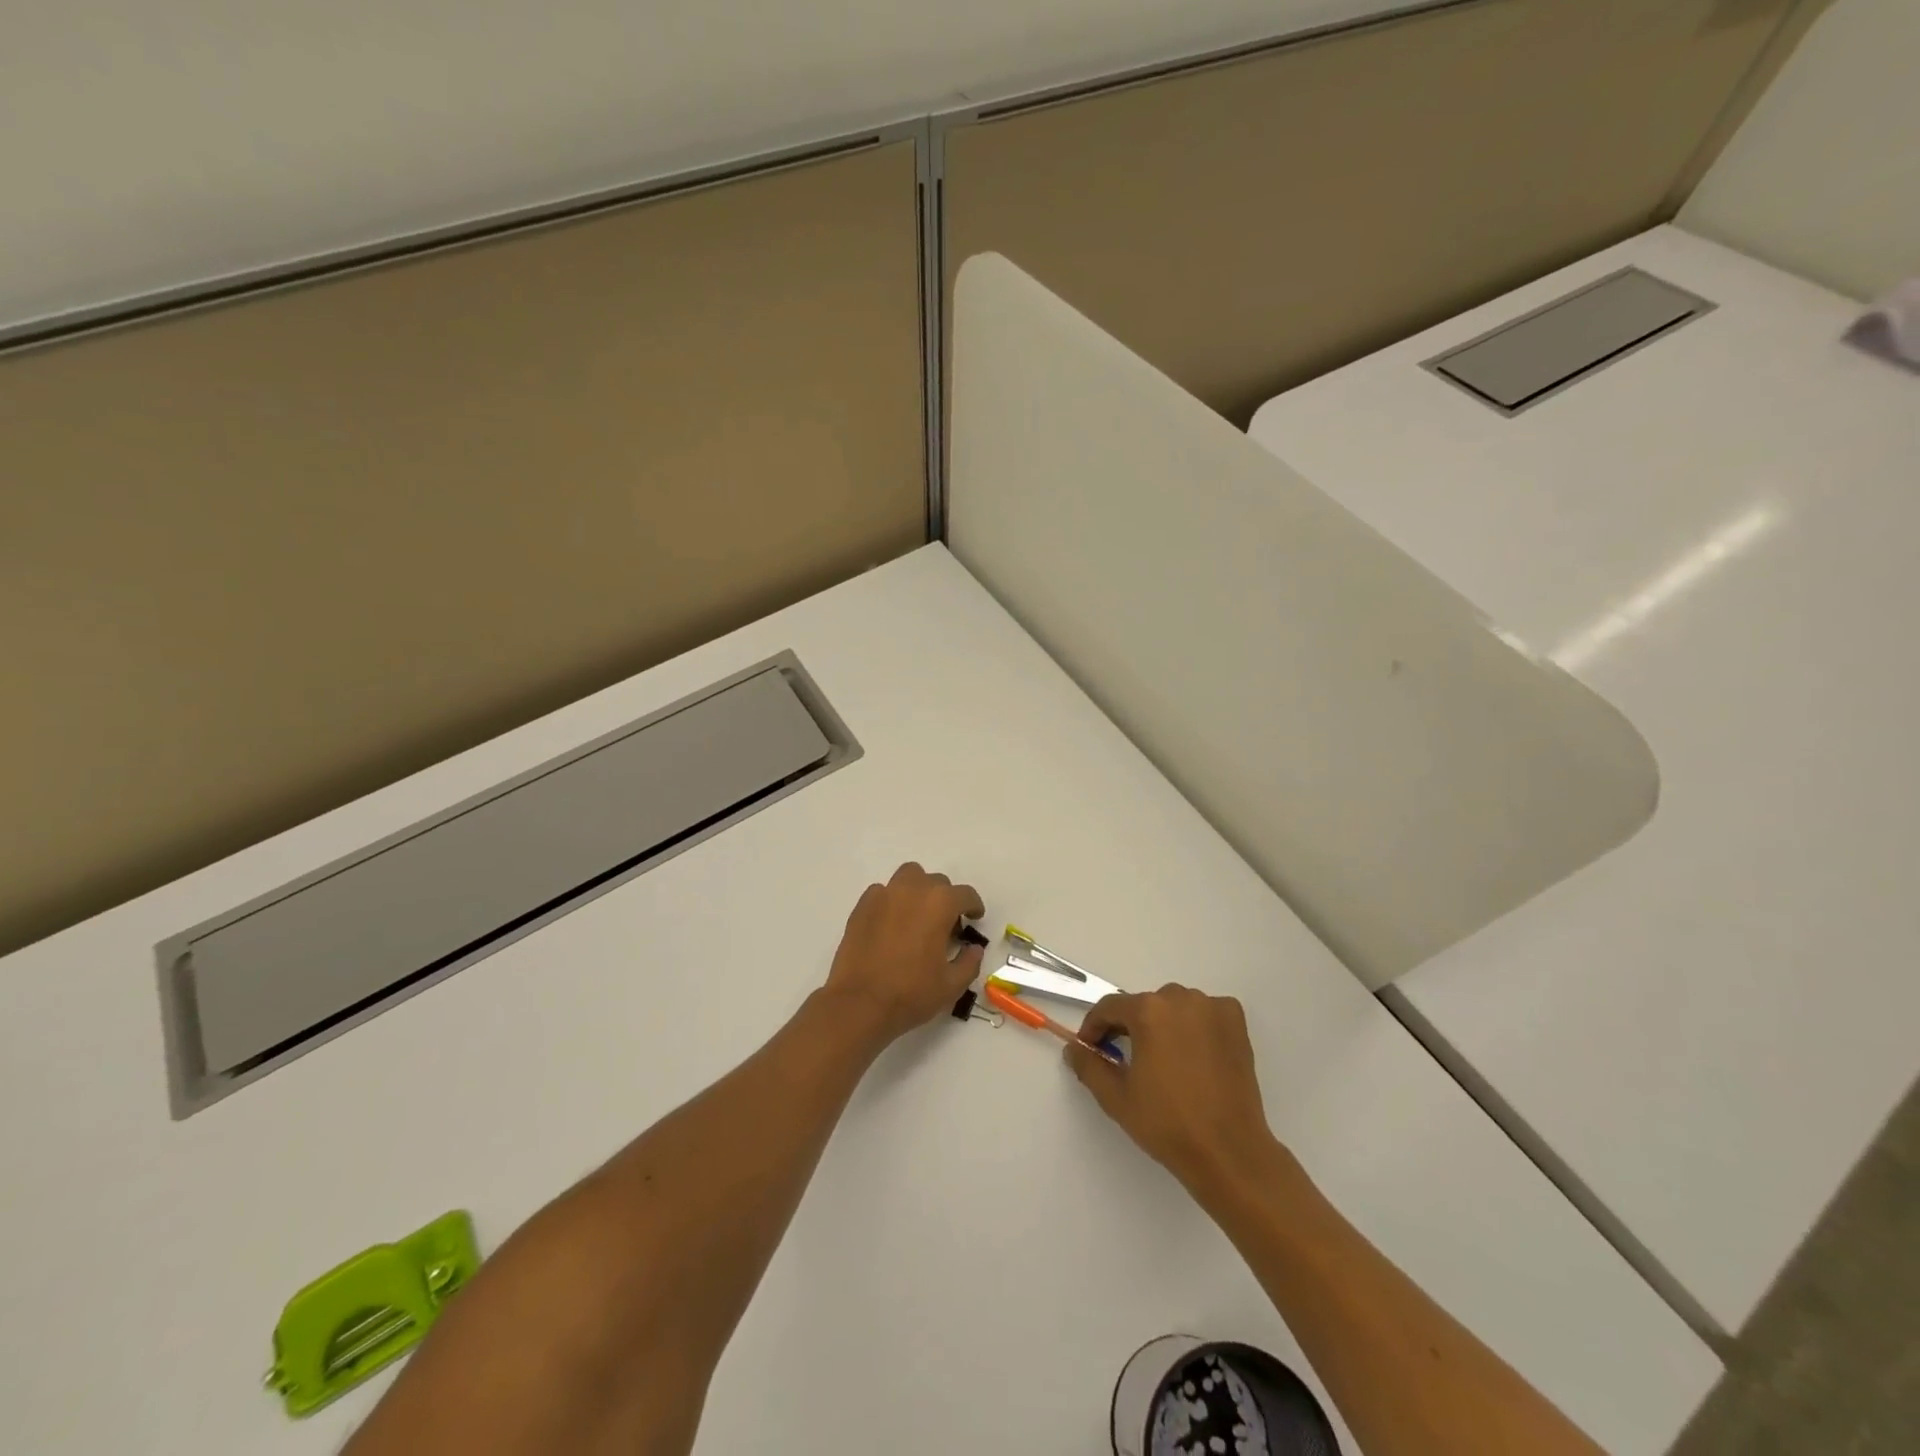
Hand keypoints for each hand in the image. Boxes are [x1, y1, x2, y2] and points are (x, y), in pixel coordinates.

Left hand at [821, 863, 985, 1044]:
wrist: (860, 1003)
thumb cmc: (911, 993)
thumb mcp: (952, 985)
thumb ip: (969, 962)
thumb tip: (974, 948)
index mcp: (940, 904)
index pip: (965, 894)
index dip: (973, 906)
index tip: (974, 918)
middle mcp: (913, 889)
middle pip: (937, 882)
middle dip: (945, 899)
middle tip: (944, 925)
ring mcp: (884, 895)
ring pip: (908, 877)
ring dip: (918, 890)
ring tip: (917, 916)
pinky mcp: (862, 906)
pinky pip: (883, 892)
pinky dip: (891, 901)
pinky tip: (890, 924)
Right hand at [1065, 984, 1279, 1190]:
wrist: (1229, 1152)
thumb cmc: (1167, 1124)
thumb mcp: (1116, 1098)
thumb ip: (1089, 1066)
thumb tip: (1074, 1048)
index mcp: (1148, 1011)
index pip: (1109, 1007)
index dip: (1094, 1027)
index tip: (1090, 1049)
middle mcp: (1180, 998)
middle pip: (1144, 1005)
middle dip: (1129, 1027)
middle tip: (1124, 1059)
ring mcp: (1212, 1008)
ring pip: (1174, 1007)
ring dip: (1163, 1025)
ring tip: (1161, 1059)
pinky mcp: (1236, 1022)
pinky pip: (1205, 1013)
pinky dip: (1195, 1026)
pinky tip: (1193, 1054)